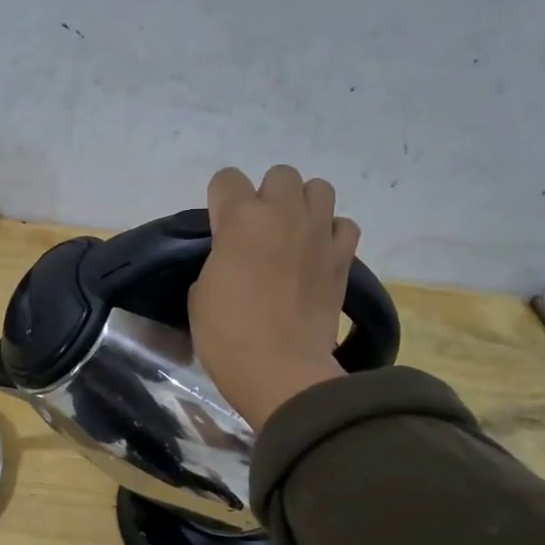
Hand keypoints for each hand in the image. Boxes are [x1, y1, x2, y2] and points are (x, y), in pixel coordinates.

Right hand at [190, 165, 361, 429]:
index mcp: (239, 219)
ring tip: (293, 236)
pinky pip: (344, 225)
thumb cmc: (227, 334)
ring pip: (319, 188)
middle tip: (258, 232)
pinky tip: (319, 255)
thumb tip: (232, 260)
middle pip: (279, 175)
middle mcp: (282, 213)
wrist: (280, 369)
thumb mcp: (200, 294)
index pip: (227, 179)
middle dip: (267, 196)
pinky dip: (332, 234)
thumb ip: (217, 261)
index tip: (219, 228)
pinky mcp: (343, 257)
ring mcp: (318, 233)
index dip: (220, 200)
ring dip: (303, 205)